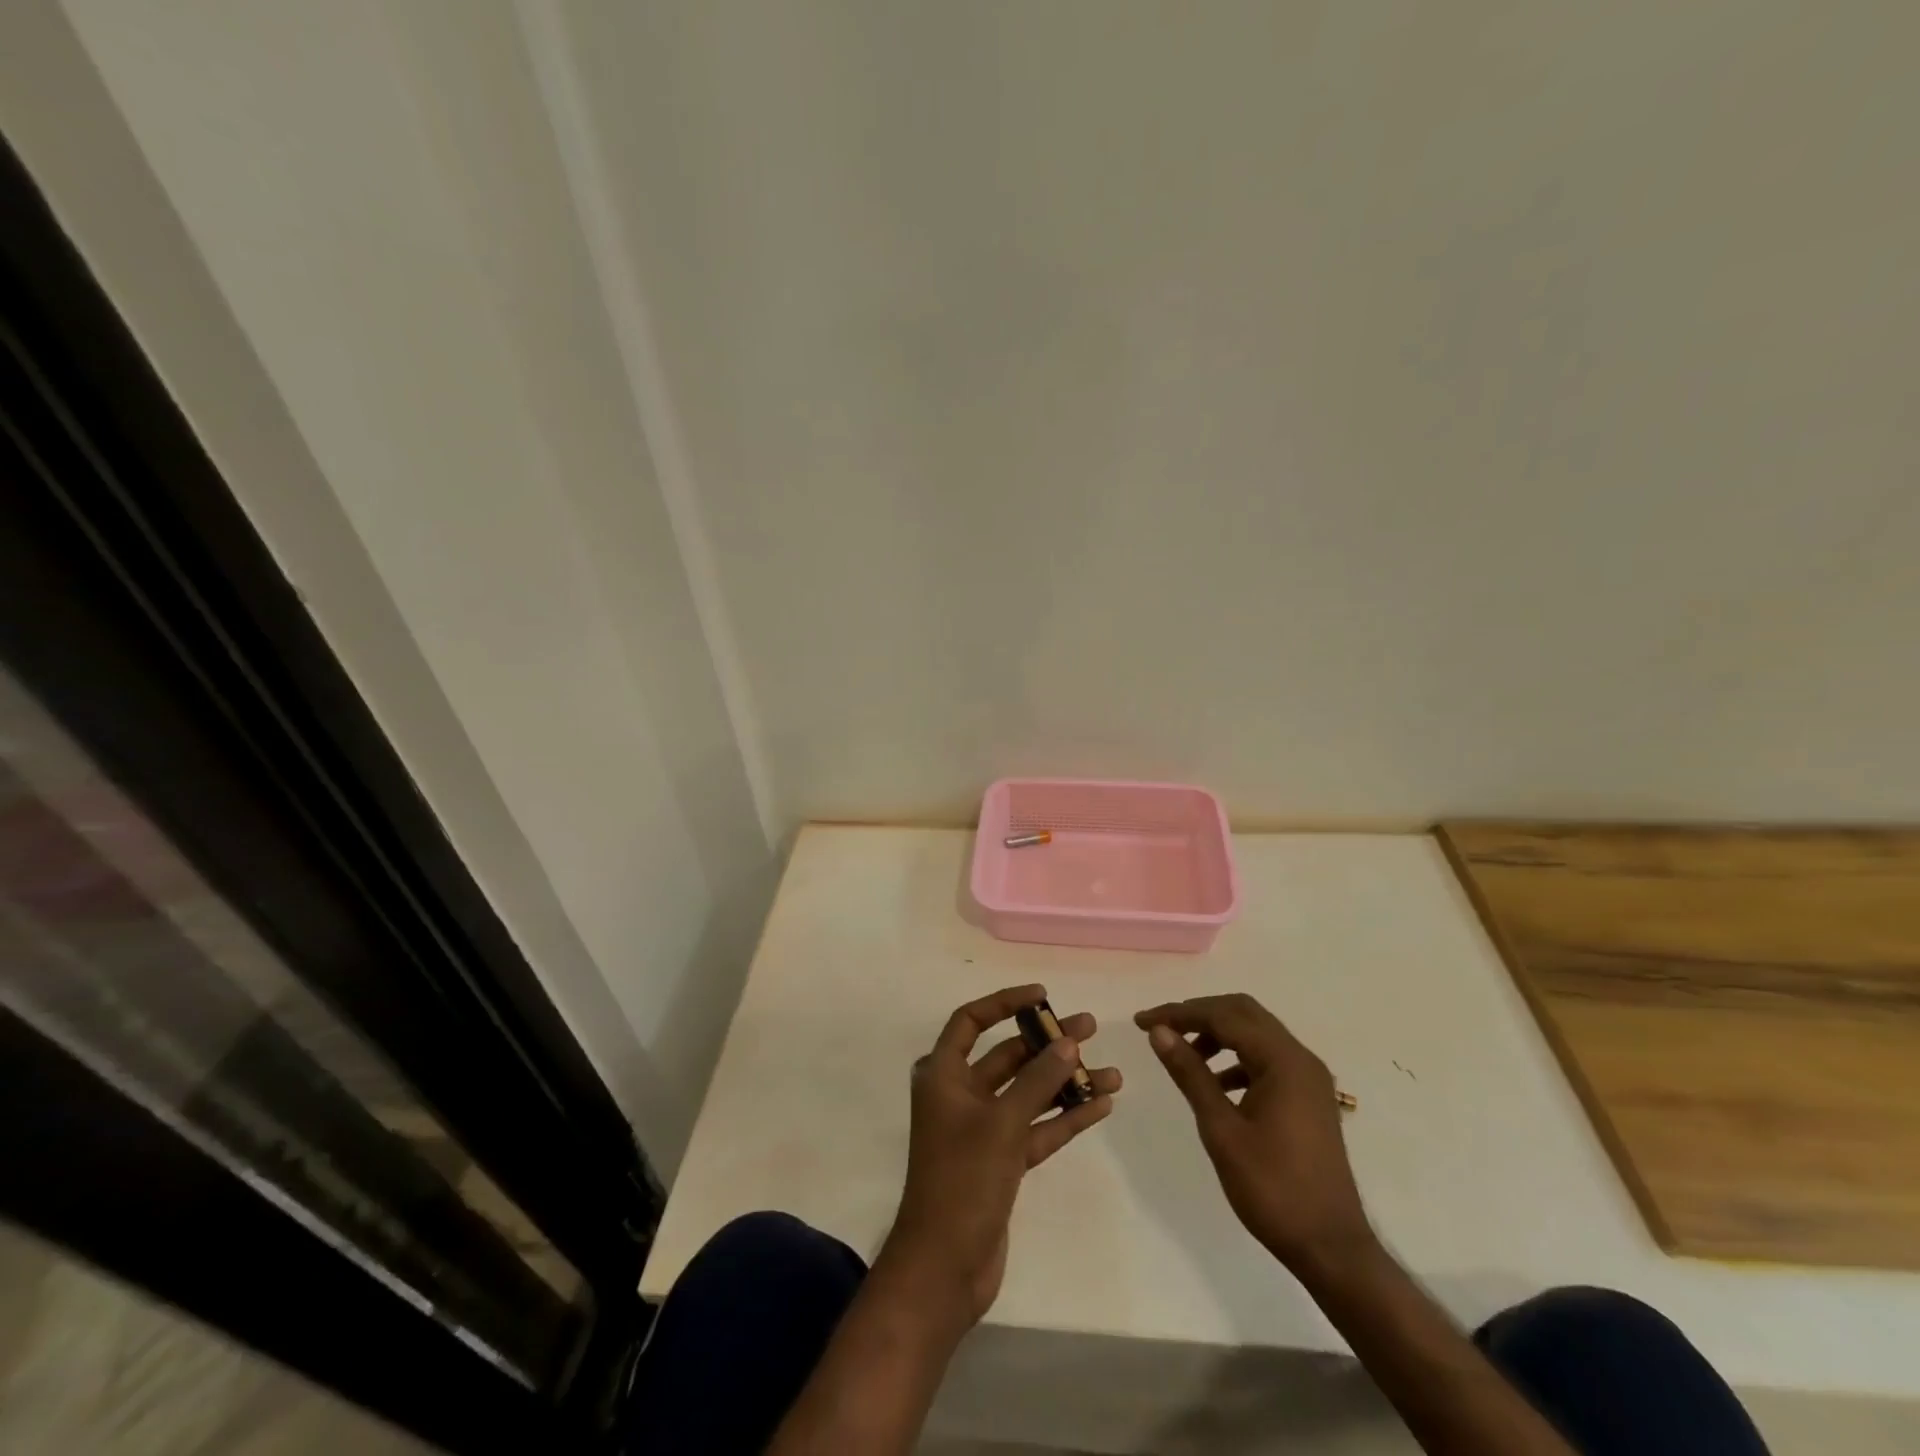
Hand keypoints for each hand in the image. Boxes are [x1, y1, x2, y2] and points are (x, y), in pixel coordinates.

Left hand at [880, 984, 1120, 1329]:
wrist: (944, 1267)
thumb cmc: (962, 1180)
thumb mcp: (1001, 1123)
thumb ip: (1037, 1081)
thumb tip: (1067, 1041)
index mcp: (943, 1074)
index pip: (971, 1020)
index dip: (1005, 1002)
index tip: (1043, 996)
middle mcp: (960, 1095)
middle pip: (1008, 1056)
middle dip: (1048, 1044)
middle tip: (1091, 1029)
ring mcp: (982, 1130)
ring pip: (1029, 1094)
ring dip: (1066, 1083)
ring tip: (1113, 1073)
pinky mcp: (1001, 1162)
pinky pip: (1037, 1128)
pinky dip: (1064, 1117)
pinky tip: (1100, 1105)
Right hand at [1136, 993, 1374, 1275]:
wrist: (1332, 1249)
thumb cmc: (1273, 1189)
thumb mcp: (1222, 1130)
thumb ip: (1190, 1074)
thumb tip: (1160, 1032)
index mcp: (1283, 1061)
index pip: (1222, 1016)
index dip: (1178, 1013)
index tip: (1141, 1022)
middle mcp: (1300, 1058)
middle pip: (1242, 1013)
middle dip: (1198, 1015)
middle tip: (1162, 1030)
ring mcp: (1309, 1078)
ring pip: (1255, 1033)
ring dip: (1218, 1034)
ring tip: (1184, 1057)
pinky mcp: (1309, 1097)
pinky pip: (1267, 1058)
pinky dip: (1237, 1057)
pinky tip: (1215, 1083)